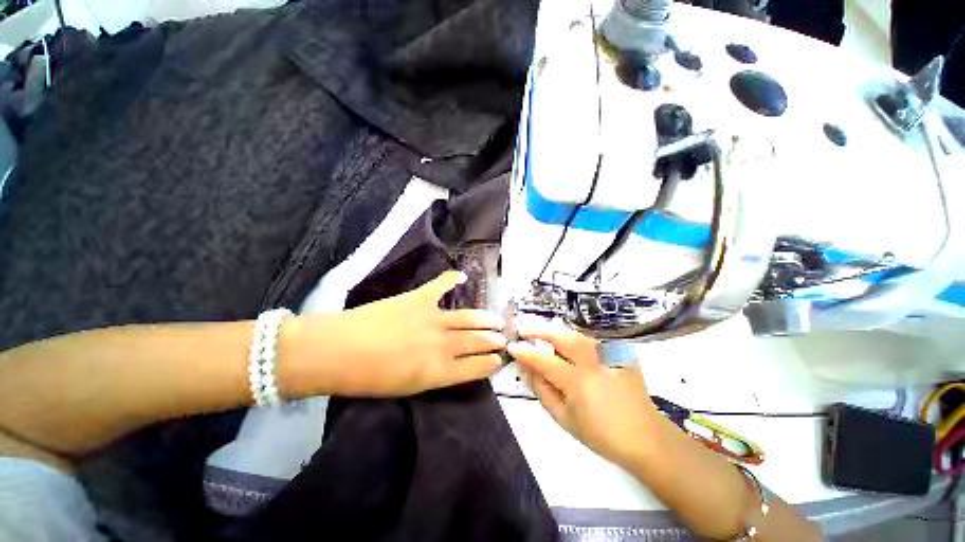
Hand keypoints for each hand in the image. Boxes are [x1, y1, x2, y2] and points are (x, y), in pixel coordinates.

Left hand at [292, 271, 506, 396]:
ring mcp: (432, 318)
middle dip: (494, 340)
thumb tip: (455, 364)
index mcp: (439, 371)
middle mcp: (442, 345)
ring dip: (485, 319)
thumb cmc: (368, 379)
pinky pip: (441, 284)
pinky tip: (462, 276)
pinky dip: (452, 279)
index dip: (491, 362)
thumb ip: (437, 375)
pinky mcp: (419, 298)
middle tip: (504, 338)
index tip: (499, 359)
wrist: (336, 352)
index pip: (477, 367)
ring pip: (469, 318)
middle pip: (478, 341)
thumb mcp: (408, 387)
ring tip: (495, 319)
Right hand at [507, 322, 659, 467]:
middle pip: (562, 337)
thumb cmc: (601, 435)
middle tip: (525, 329)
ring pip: (577, 334)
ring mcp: (610, 355)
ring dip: (556, 331)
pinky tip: (567, 344)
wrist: (645, 437)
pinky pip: (591, 341)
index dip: (525, 352)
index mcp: (579, 382)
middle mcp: (594, 363)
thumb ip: (542, 390)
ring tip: (542, 333)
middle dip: (540, 330)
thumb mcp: (564, 419)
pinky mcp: (621, 354)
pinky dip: (575, 339)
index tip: (512, 346)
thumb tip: (527, 368)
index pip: (544, 360)